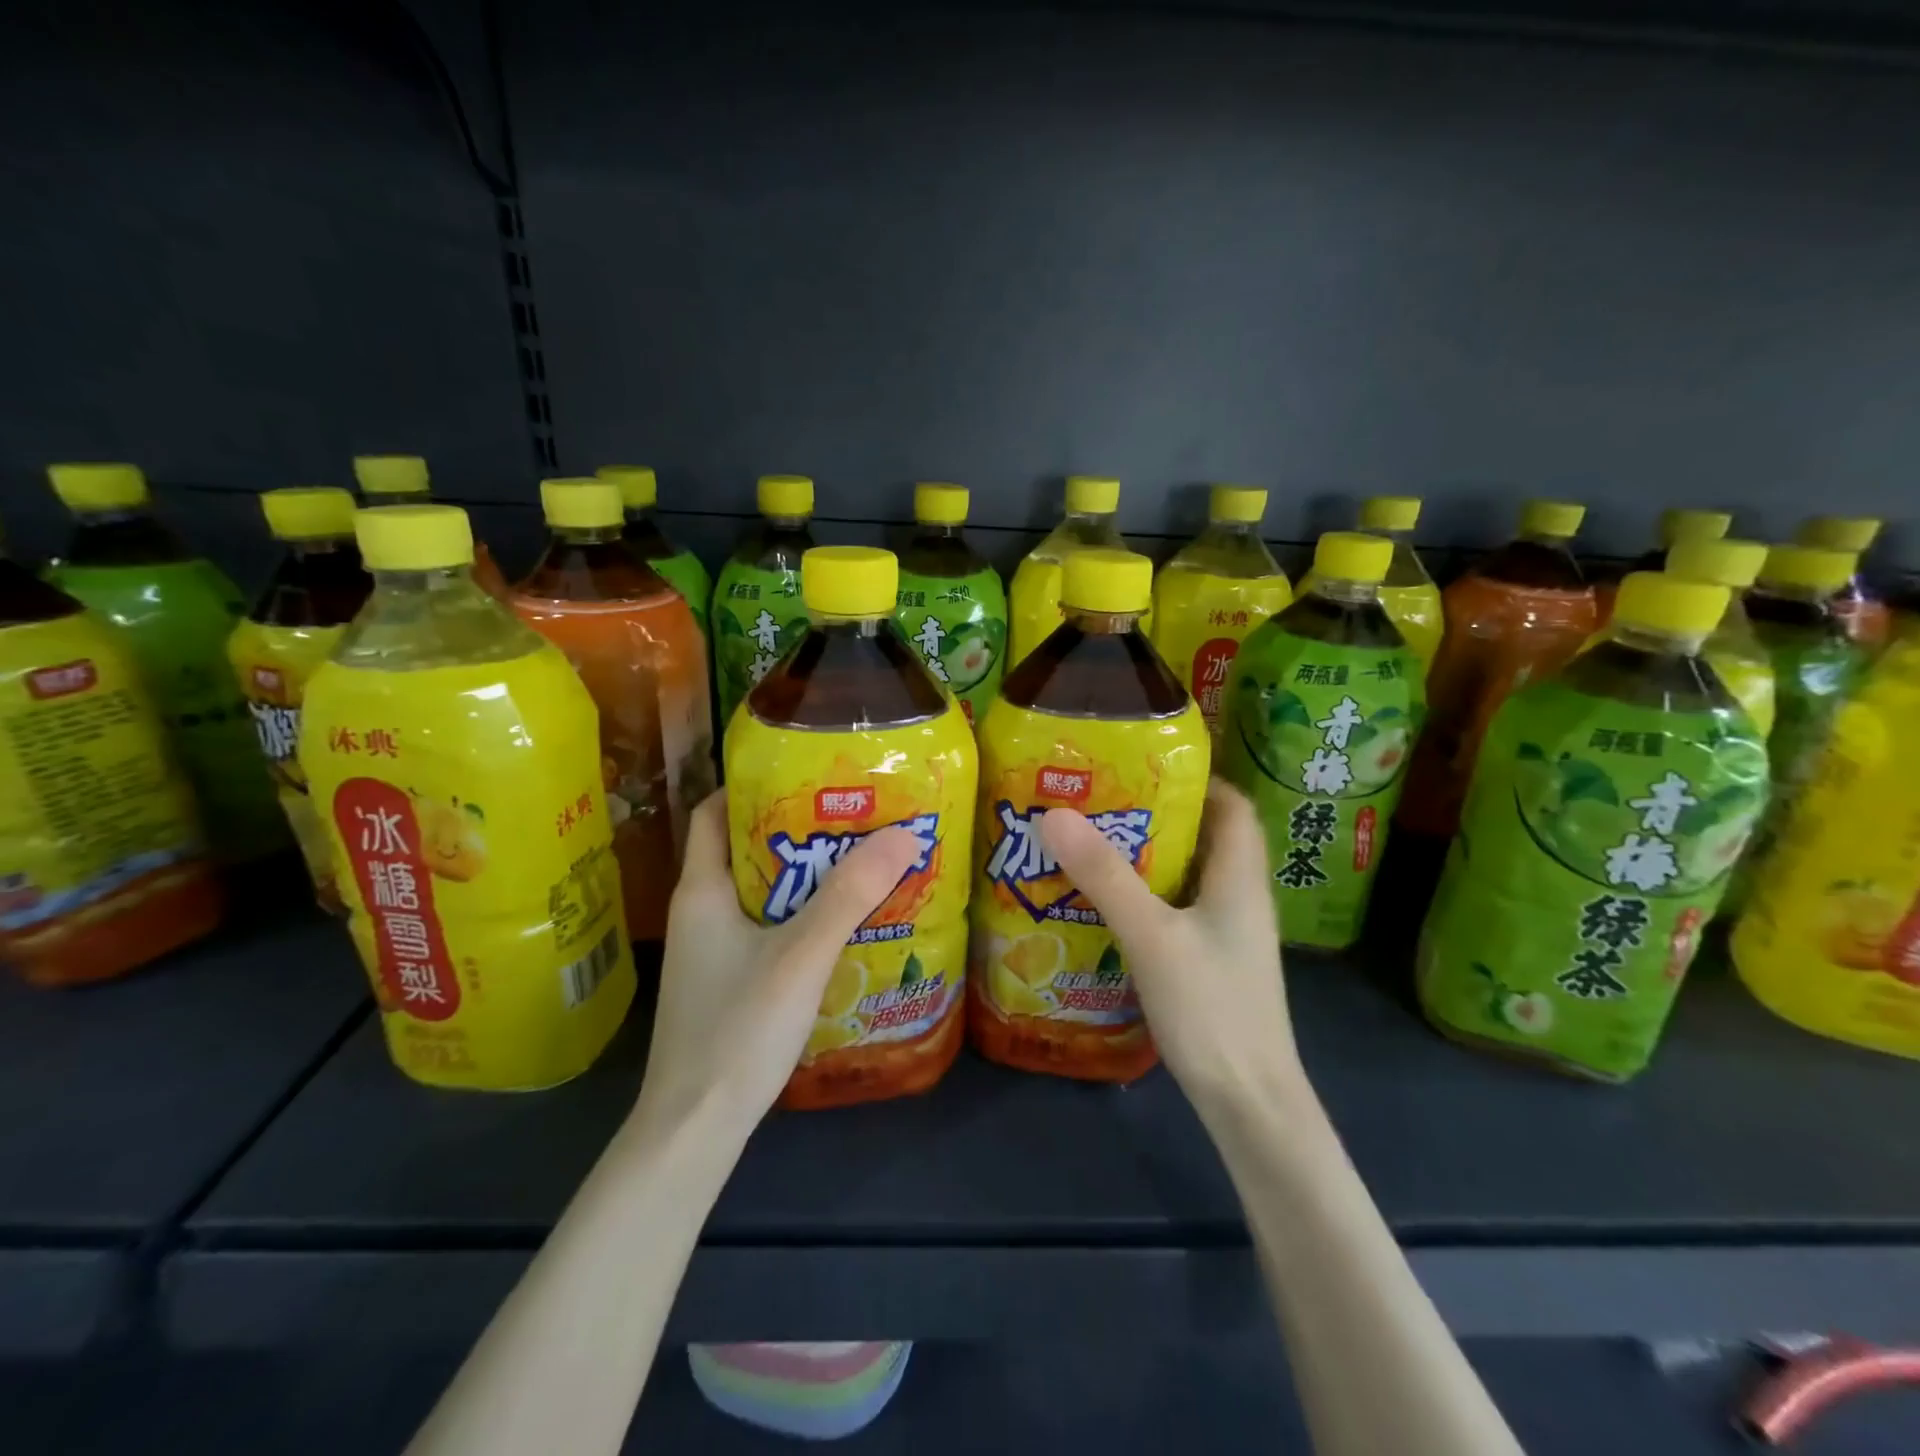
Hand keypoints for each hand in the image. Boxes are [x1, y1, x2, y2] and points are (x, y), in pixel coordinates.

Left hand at [637, 790, 921, 1140]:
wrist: (694, 1130)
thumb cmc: (738, 1029)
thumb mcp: (802, 954)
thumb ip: (851, 895)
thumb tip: (904, 834)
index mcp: (702, 890)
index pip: (715, 811)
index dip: (753, 784)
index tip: (808, 773)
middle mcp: (700, 911)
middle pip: (746, 848)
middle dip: (797, 828)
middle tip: (853, 815)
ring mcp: (711, 950)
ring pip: (760, 891)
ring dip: (803, 875)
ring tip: (859, 860)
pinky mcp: (727, 980)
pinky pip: (765, 927)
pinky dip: (799, 914)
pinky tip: (840, 924)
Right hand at [1038, 779, 1306, 1121]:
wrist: (1250, 1103)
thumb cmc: (1210, 1009)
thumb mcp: (1151, 935)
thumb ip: (1106, 876)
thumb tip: (1056, 815)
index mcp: (1239, 876)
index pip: (1232, 806)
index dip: (1196, 780)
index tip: (1143, 769)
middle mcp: (1241, 897)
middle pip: (1207, 837)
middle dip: (1158, 815)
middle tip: (1101, 803)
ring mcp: (1228, 934)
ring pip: (1191, 876)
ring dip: (1149, 856)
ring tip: (1094, 844)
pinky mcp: (1213, 963)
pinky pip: (1180, 910)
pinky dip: (1149, 896)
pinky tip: (1108, 905)